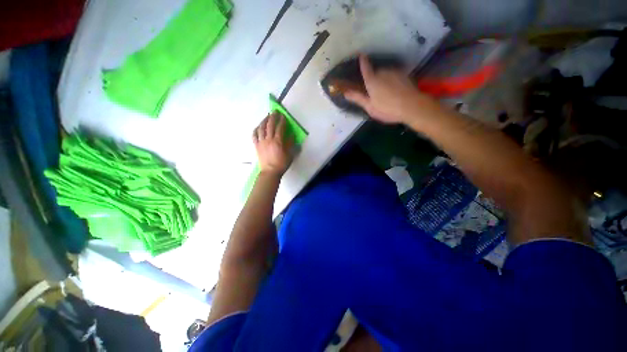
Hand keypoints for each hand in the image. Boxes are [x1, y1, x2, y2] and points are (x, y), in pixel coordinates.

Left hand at [253, 112, 292, 175]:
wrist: (270, 172)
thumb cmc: (281, 164)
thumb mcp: (290, 155)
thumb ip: (291, 144)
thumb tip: (292, 135)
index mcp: (278, 141)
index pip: (280, 128)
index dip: (282, 121)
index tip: (283, 116)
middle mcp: (268, 139)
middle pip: (270, 125)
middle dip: (273, 117)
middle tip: (275, 112)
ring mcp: (261, 142)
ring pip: (261, 128)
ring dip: (264, 121)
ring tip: (266, 117)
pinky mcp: (256, 146)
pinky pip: (254, 135)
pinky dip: (256, 129)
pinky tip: (258, 127)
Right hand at [345, 55, 427, 123]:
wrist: (412, 106)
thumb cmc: (387, 109)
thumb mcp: (370, 107)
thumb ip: (358, 98)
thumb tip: (345, 93)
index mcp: (372, 81)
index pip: (365, 68)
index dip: (363, 62)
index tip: (361, 55)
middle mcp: (382, 73)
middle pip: (375, 73)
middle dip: (373, 79)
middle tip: (374, 92)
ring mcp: (394, 72)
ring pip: (385, 74)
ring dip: (383, 80)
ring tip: (385, 93)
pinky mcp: (404, 75)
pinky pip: (394, 76)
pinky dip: (392, 81)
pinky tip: (394, 91)